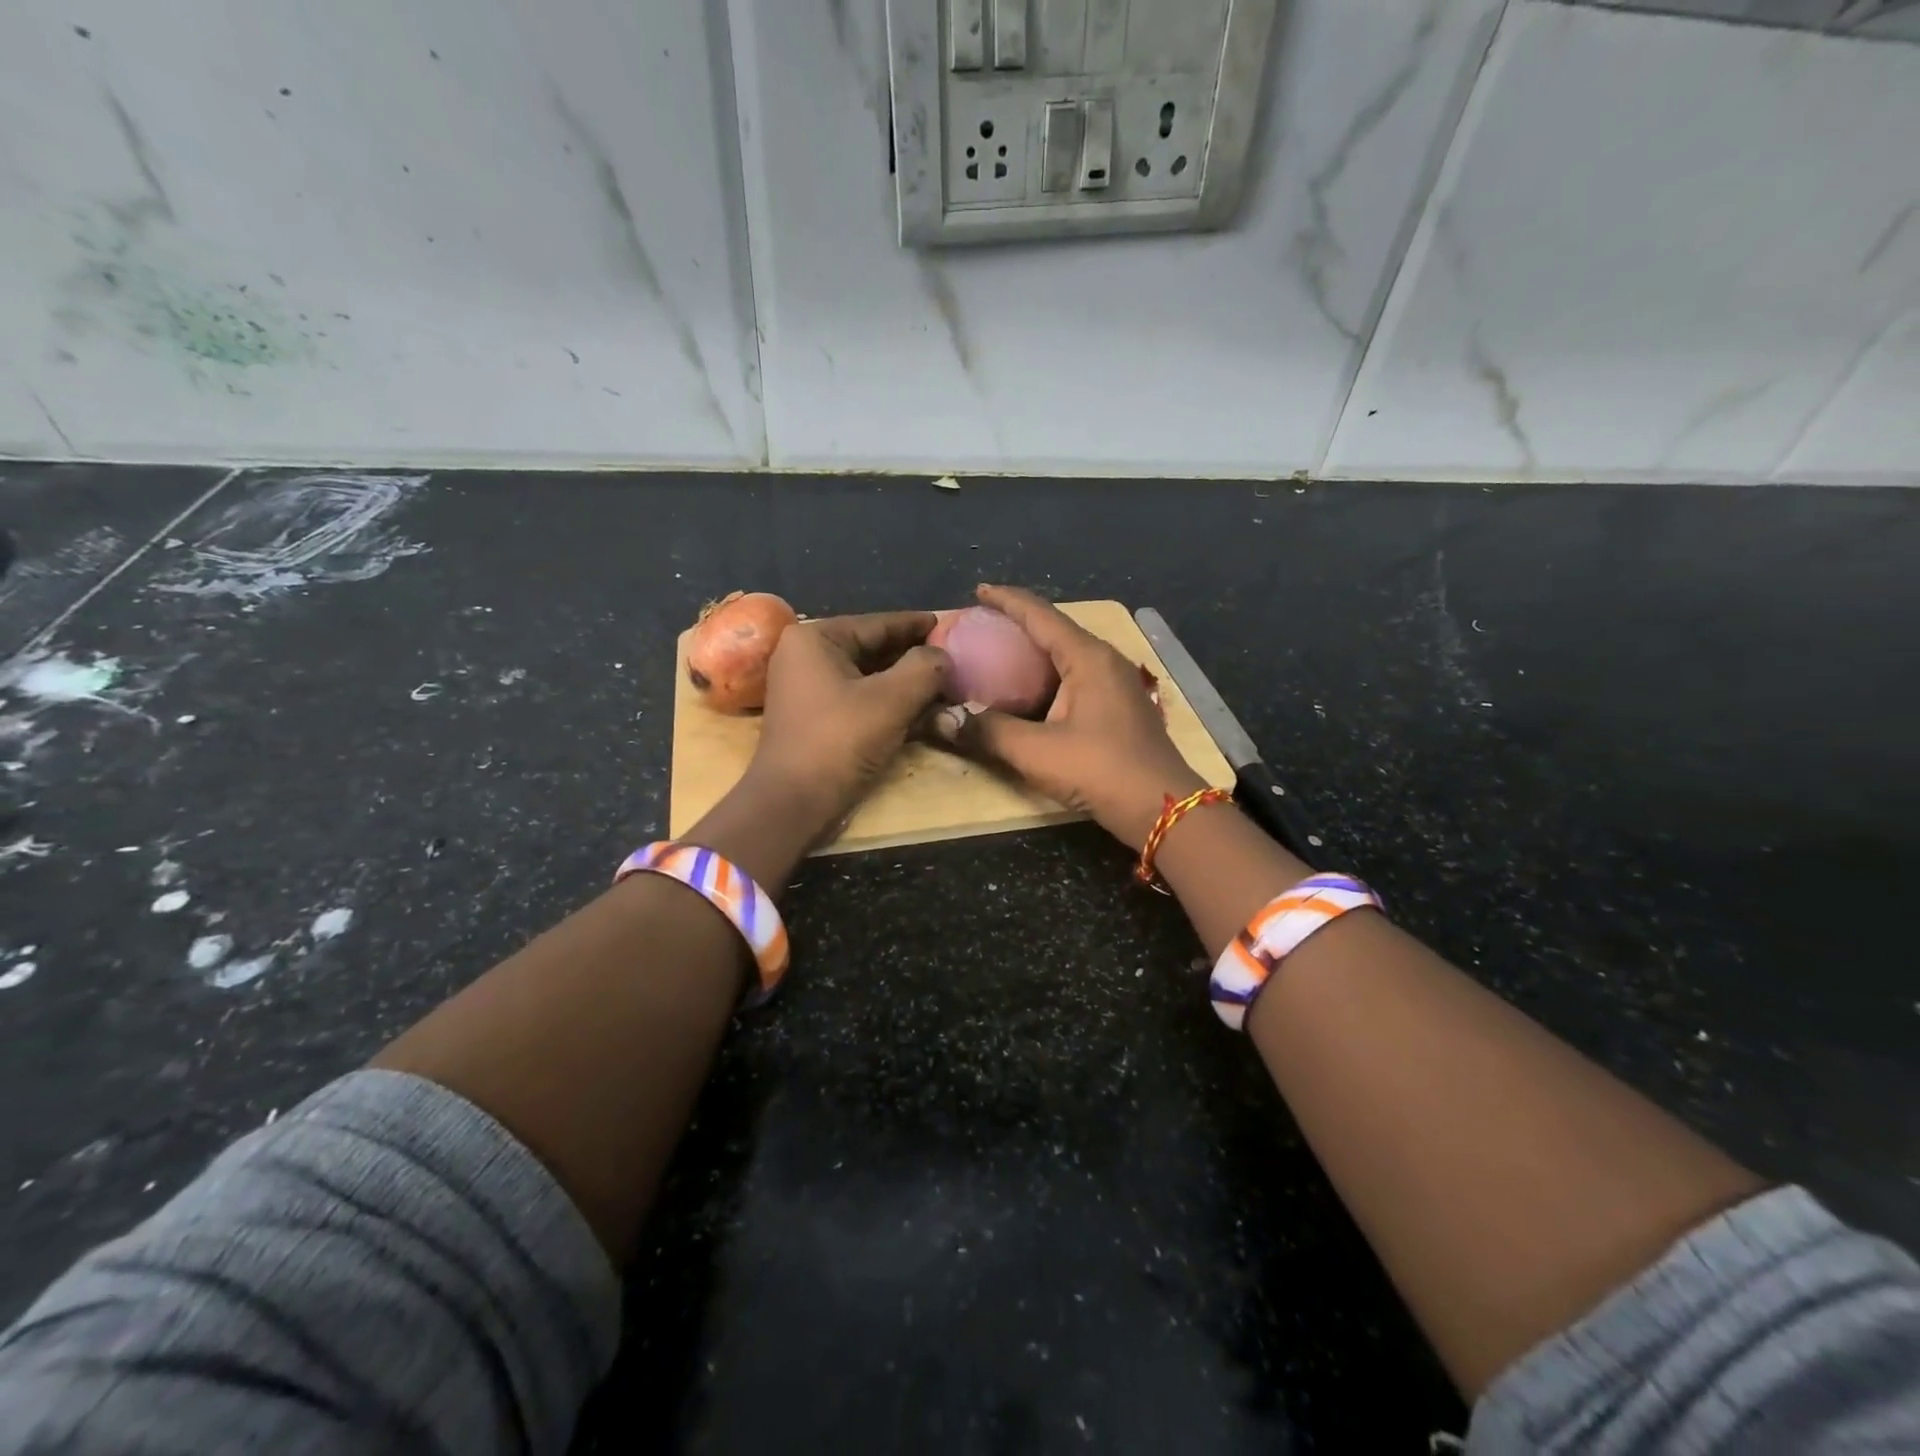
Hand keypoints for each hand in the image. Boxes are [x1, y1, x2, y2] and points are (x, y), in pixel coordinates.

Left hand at [747, 611, 951, 828]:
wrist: (793, 803)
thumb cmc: (839, 741)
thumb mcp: (891, 700)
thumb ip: (924, 669)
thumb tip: (944, 656)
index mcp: (815, 638)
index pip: (877, 623)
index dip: (916, 625)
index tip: (949, 624)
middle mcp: (806, 656)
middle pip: (872, 648)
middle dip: (914, 656)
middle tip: (954, 657)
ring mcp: (808, 688)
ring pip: (868, 676)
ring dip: (905, 682)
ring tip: (945, 683)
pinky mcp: (816, 717)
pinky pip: (859, 698)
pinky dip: (889, 702)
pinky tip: (922, 709)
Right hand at [934, 585, 1202, 846]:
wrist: (1162, 807)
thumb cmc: (1100, 770)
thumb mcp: (1036, 752)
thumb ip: (987, 731)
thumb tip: (940, 720)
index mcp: (1087, 657)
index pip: (1040, 614)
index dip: (1006, 600)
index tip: (978, 591)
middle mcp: (1103, 660)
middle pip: (1054, 629)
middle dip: (1017, 624)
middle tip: (980, 627)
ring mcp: (1115, 683)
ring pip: (1065, 654)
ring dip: (1032, 651)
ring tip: (997, 655)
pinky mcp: (1117, 706)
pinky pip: (1074, 676)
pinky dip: (1046, 675)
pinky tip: (1027, 691)